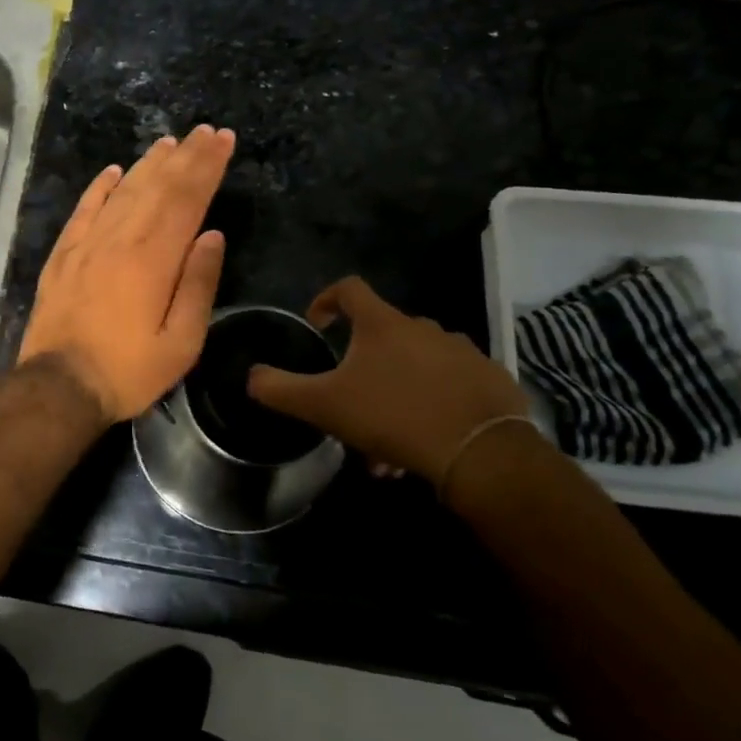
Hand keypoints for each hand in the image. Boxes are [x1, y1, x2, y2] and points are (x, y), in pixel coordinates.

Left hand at [20, 127, 234, 423]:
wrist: (59, 387)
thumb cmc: (128, 370)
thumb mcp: (181, 342)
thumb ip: (198, 284)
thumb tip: (213, 235)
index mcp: (154, 259)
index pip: (186, 198)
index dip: (207, 166)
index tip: (223, 139)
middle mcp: (120, 239)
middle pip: (156, 186)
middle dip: (184, 156)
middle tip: (204, 131)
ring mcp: (87, 244)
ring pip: (122, 191)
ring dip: (147, 164)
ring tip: (168, 143)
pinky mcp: (63, 255)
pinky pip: (84, 210)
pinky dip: (99, 187)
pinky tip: (112, 172)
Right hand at [246, 277, 526, 481]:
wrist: (481, 452)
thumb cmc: (393, 416)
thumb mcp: (323, 405)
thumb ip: (280, 389)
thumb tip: (250, 376)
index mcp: (383, 324)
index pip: (349, 288)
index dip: (327, 299)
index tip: (318, 324)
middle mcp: (424, 327)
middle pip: (383, 334)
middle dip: (362, 365)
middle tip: (350, 402)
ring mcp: (462, 352)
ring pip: (416, 366)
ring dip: (395, 391)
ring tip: (386, 440)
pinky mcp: (490, 380)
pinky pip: (449, 386)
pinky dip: (431, 405)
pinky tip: (423, 441)